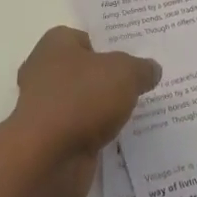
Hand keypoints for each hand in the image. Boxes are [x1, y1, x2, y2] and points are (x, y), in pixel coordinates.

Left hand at [10, 27, 160, 196]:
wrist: (47, 158)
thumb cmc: (81, 99)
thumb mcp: (124, 73)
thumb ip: (141, 68)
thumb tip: (151, 69)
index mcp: (55, 44)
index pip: (87, 38)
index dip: (111, 46)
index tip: (136, 58)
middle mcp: (44, 71)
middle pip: (85, 70)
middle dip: (109, 78)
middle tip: (141, 84)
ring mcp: (46, 107)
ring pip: (83, 102)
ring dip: (104, 109)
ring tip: (138, 112)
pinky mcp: (50, 139)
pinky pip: (81, 130)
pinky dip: (97, 134)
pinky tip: (122, 138)